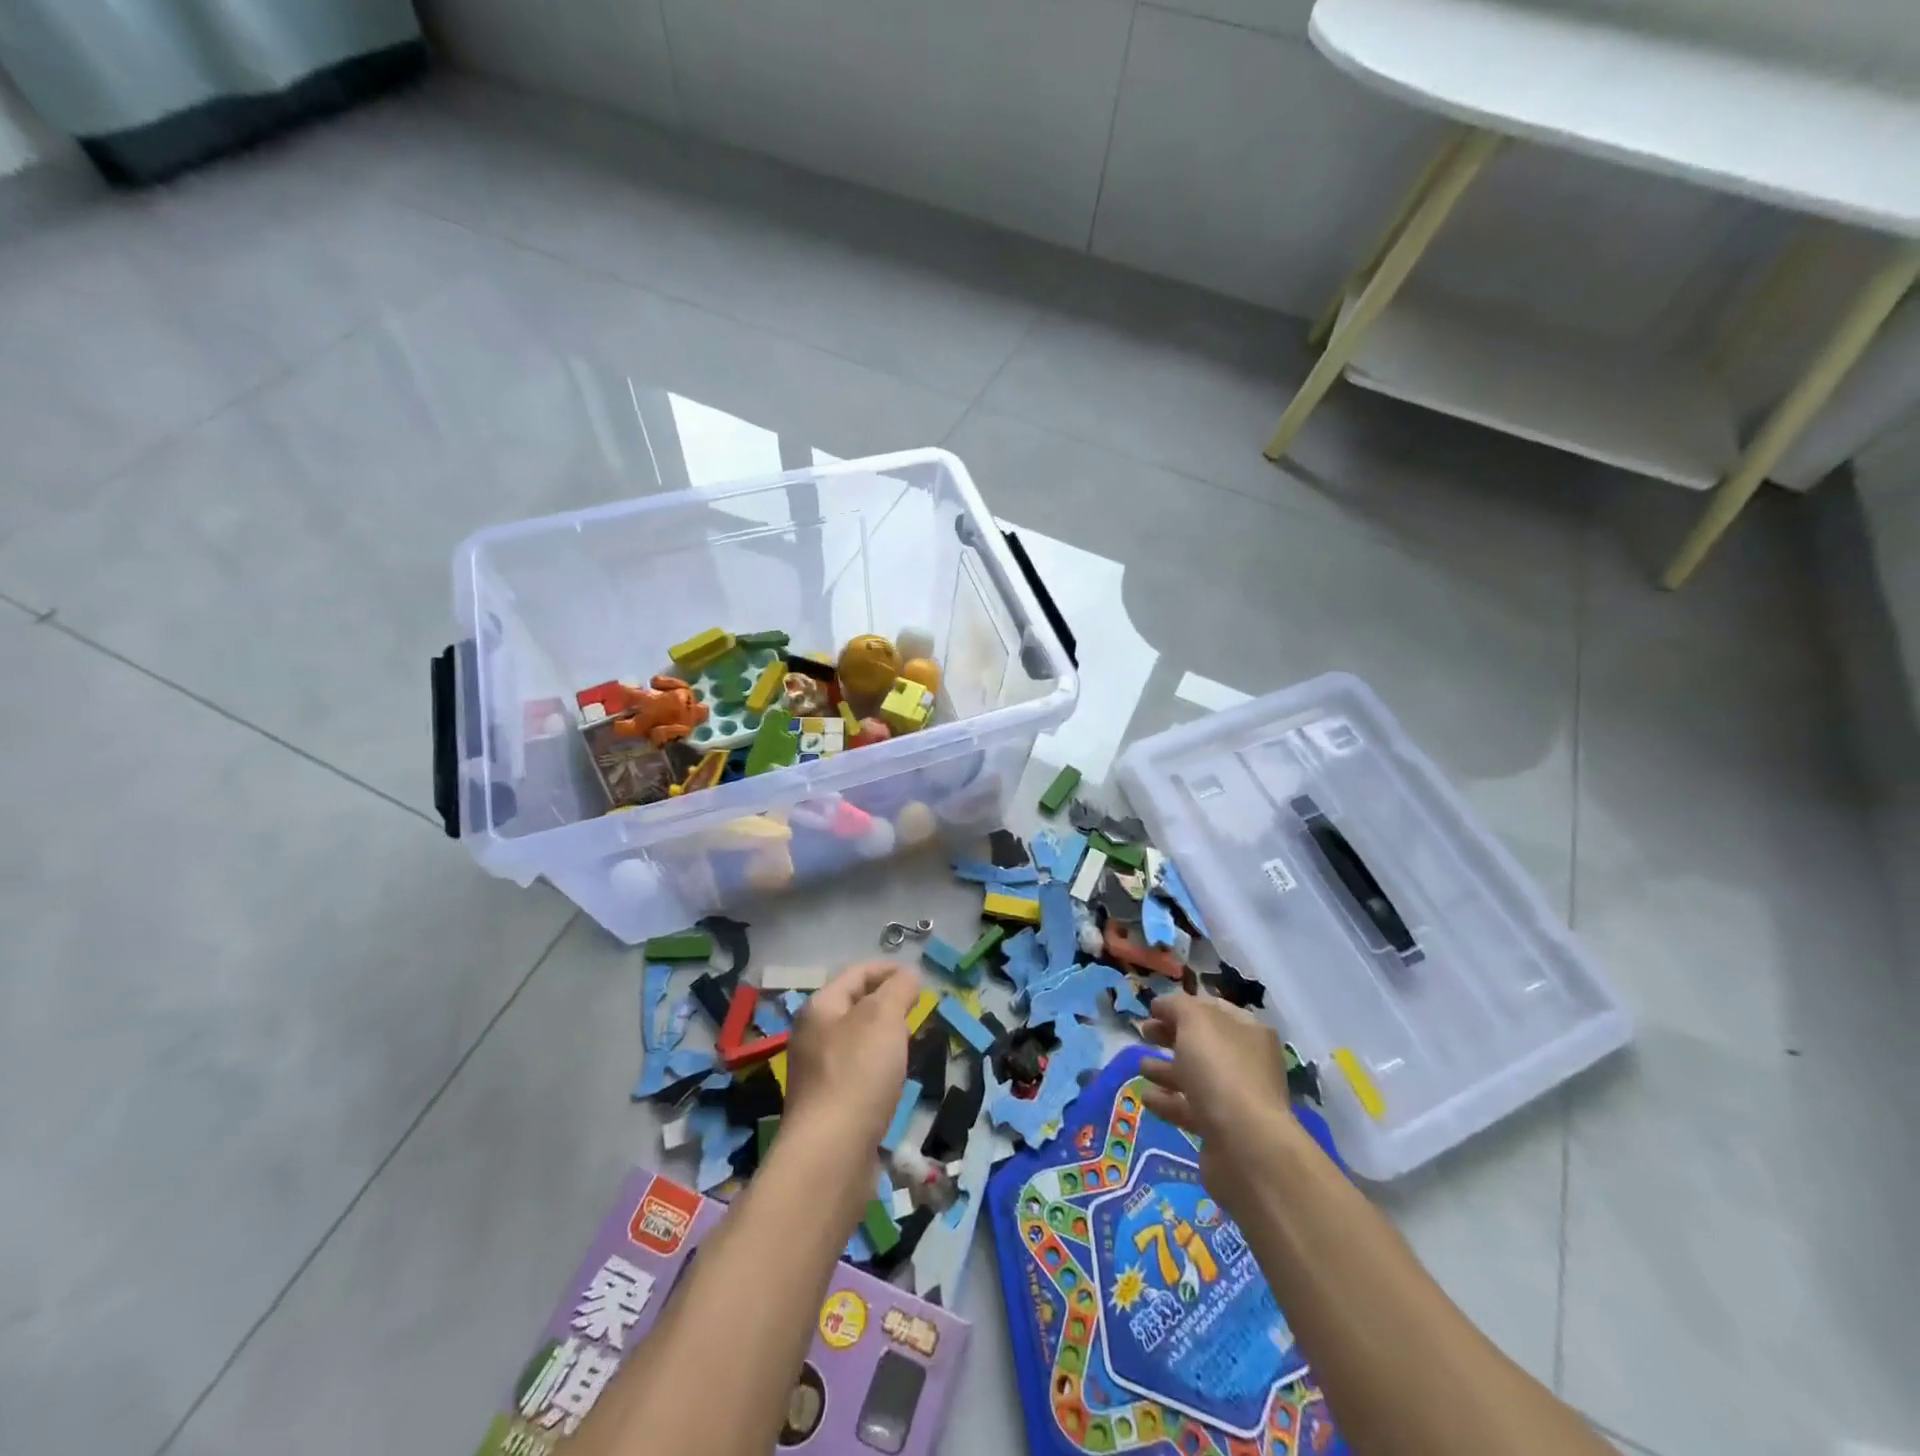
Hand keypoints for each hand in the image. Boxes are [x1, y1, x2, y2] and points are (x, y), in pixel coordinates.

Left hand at [784, 959, 922, 1152]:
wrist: (831, 1154)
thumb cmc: (858, 1073)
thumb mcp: (884, 1017)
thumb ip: (898, 989)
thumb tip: (907, 975)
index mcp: (820, 1008)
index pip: (856, 973)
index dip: (888, 969)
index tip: (919, 978)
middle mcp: (813, 1036)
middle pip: (854, 1006)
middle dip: (888, 1003)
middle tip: (918, 1009)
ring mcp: (818, 1073)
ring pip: (857, 1041)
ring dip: (885, 1036)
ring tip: (912, 1041)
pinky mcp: (829, 1106)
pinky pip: (858, 1072)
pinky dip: (879, 1067)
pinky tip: (895, 1079)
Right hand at [1139, 994, 1307, 1215]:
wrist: (1244, 1145)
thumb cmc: (1220, 1069)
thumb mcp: (1195, 1021)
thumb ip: (1175, 1006)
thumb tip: (1162, 1005)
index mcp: (1248, 1031)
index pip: (1212, 1009)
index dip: (1181, 1006)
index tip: (1152, 1009)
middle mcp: (1247, 1062)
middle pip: (1202, 1043)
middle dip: (1171, 1036)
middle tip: (1144, 1033)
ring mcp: (1236, 1098)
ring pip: (1196, 1077)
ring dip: (1166, 1069)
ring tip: (1142, 1067)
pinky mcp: (1222, 1130)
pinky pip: (1190, 1109)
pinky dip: (1168, 1101)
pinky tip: (1147, 1098)